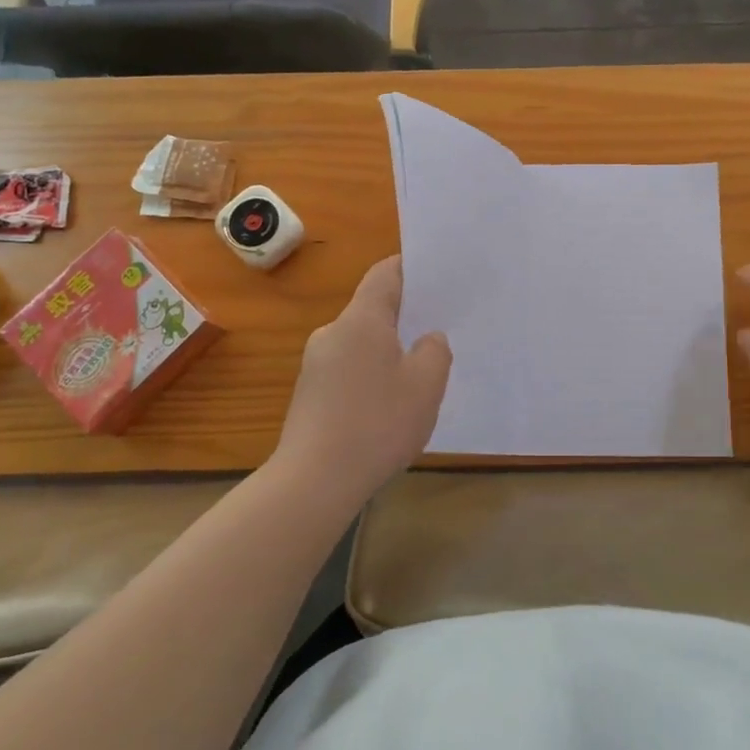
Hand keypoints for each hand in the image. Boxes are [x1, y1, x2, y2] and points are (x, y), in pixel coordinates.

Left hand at [270, 256, 451, 506]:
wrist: (314, 481)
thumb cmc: (377, 424)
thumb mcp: (426, 386)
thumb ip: (434, 352)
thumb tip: (428, 339)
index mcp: (362, 320)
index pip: (385, 274)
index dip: (411, 268)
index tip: (437, 274)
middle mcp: (333, 333)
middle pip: (373, 309)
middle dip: (405, 316)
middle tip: (440, 328)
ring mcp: (316, 364)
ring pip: (362, 343)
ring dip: (389, 350)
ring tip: (419, 373)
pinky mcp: (310, 394)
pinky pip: (348, 369)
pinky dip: (371, 376)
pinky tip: (389, 405)